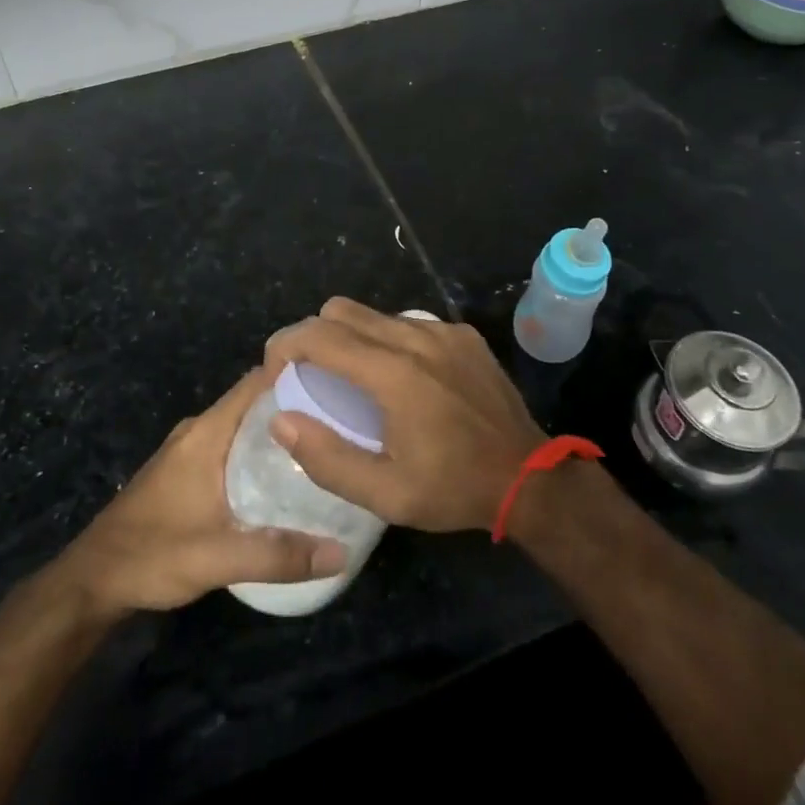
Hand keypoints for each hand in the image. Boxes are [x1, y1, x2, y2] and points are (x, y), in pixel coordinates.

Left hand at [56, 367, 347, 617]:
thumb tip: (342, 552)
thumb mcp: (217, 558)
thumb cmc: (151, 556)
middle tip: (343, 420)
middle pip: (256, 401)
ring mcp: (190, 450)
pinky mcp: (186, 470)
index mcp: (206, 432)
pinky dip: (261, 451)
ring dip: (279, 431)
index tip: (339, 382)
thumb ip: (279, 555)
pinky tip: (286, 477)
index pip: (258, 381)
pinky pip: (234, 445)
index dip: (297, 374)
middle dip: (297, 406)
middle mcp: (199, 430)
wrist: (92, 582)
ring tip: (325, 446)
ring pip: (245, 426)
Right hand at [263, 298, 544, 532]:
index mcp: (393, 373)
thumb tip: (281, 420)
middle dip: (313, 335)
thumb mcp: (385, 494)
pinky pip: (409, 324)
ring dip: (351, 337)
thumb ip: (326, 457)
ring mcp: (443, 331)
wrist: (529, 476)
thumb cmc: (453, 488)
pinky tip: (402, 379)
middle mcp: (415, 338)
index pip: (319, 335)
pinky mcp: (462, 334)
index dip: (285, 345)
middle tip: (310, 375)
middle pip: (341, 310)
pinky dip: (388, 341)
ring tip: (354, 380)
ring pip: (375, 314)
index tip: (275, 372)